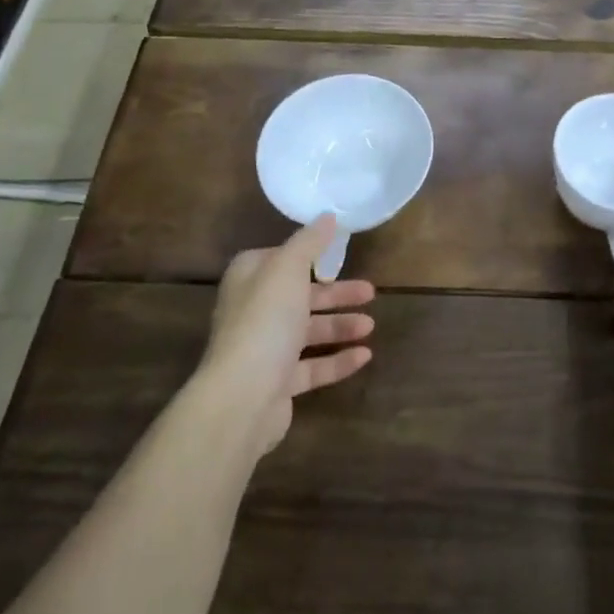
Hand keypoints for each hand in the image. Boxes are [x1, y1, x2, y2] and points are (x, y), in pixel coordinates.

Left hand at [201, 215, 374, 454]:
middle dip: (335, 294)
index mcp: (250, 279)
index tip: (338, 254)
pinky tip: (365, 356)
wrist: (242, 397)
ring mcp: (265, 350)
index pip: (280, 259)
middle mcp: (254, 311)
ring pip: (308, 332)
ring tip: (371, 326)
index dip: (308, 256)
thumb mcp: (288, 268)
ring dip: (341, 327)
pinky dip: (338, 360)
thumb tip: (327, 216)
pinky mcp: (278, 384)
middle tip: (370, 292)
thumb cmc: (265, 321)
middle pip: (301, 296)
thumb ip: (309, 242)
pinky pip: (313, 367)